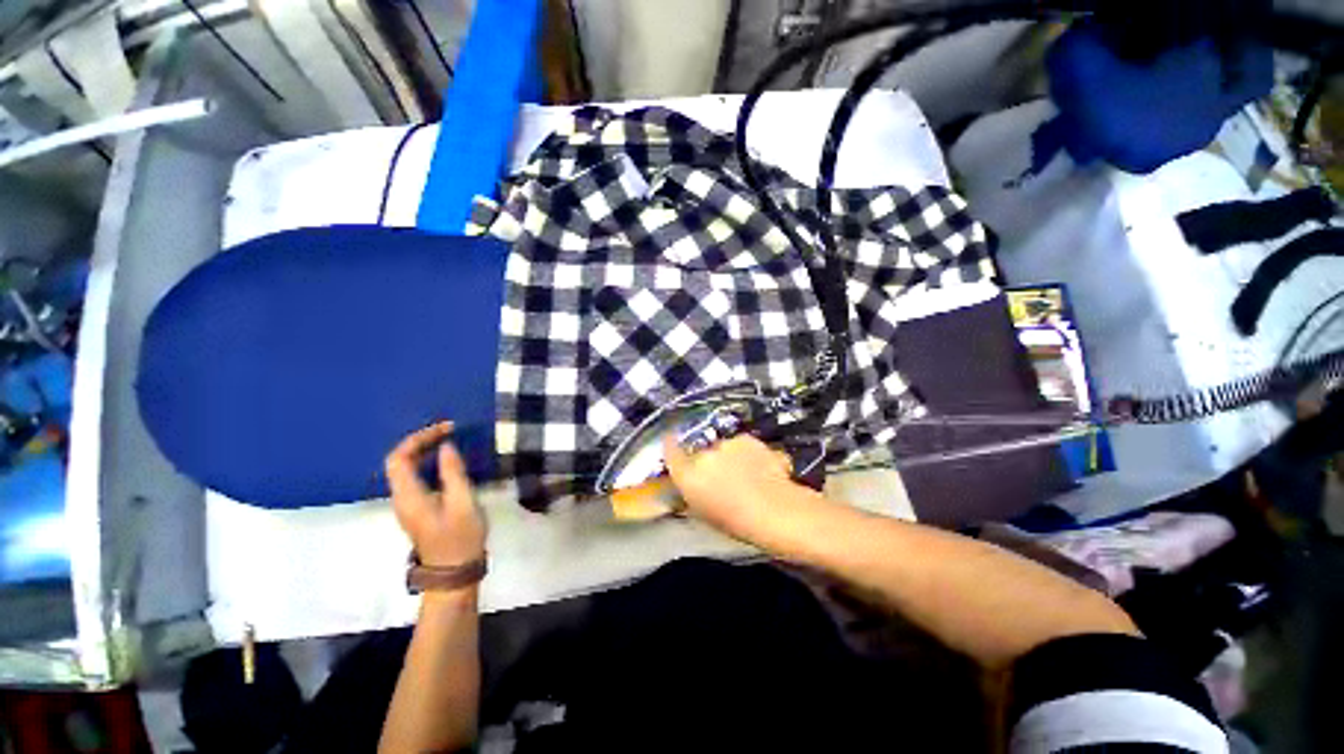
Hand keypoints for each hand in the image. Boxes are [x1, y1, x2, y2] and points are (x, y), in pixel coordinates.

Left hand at [385, 422, 486, 566]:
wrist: (454, 571)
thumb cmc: (460, 537)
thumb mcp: (463, 502)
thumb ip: (453, 473)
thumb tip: (446, 447)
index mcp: (409, 496)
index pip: (399, 458)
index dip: (418, 438)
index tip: (446, 429)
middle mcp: (401, 498)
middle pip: (399, 462)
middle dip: (421, 441)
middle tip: (450, 431)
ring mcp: (408, 505)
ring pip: (406, 469)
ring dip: (424, 451)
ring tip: (450, 440)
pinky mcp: (418, 509)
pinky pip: (415, 478)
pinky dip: (427, 463)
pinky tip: (446, 462)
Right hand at [662, 433, 813, 541]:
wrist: (773, 510)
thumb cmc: (736, 522)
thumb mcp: (705, 514)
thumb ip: (692, 495)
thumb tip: (689, 487)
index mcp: (688, 476)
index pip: (671, 453)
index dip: (670, 444)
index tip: (670, 438)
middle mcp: (702, 455)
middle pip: (701, 453)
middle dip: (710, 462)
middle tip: (724, 478)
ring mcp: (725, 444)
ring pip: (724, 448)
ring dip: (730, 457)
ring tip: (747, 475)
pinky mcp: (746, 438)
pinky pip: (742, 444)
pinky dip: (747, 453)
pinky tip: (760, 467)